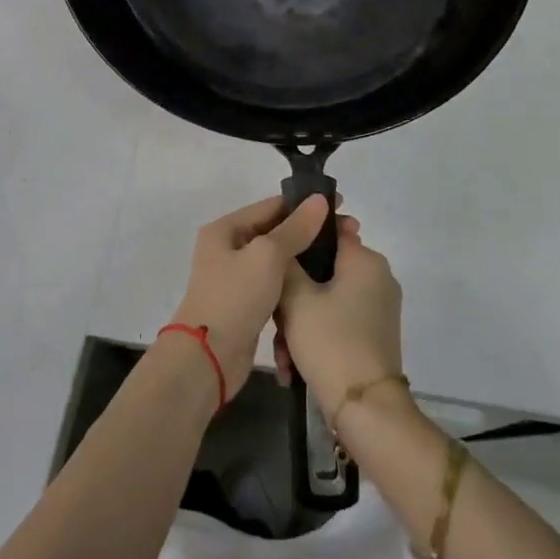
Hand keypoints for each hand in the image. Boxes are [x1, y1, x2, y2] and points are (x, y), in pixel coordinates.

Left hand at [170, 194, 332, 382]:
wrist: (208, 358)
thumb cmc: (235, 297)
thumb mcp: (267, 256)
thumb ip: (295, 228)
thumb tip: (319, 200)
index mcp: (225, 229)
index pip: (271, 206)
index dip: (306, 204)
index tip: (341, 206)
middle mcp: (228, 248)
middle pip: (276, 231)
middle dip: (311, 230)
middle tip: (351, 233)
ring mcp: (237, 277)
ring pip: (278, 258)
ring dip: (306, 256)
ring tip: (342, 256)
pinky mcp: (247, 303)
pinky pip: (277, 282)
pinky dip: (297, 279)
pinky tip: (322, 282)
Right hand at [275, 223, 404, 418]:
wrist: (365, 409)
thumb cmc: (330, 341)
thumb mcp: (296, 297)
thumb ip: (286, 262)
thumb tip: (285, 240)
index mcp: (365, 260)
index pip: (329, 230)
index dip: (299, 239)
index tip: (273, 257)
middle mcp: (377, 278)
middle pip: (323, 270)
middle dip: (293, 296)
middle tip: (273, 319)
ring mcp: (378, 309)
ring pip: (325, 301)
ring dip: (298, 324)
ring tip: (282, 354)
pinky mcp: (373, 336)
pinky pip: (336, 323)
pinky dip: (314, 338)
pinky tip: (293, 367)